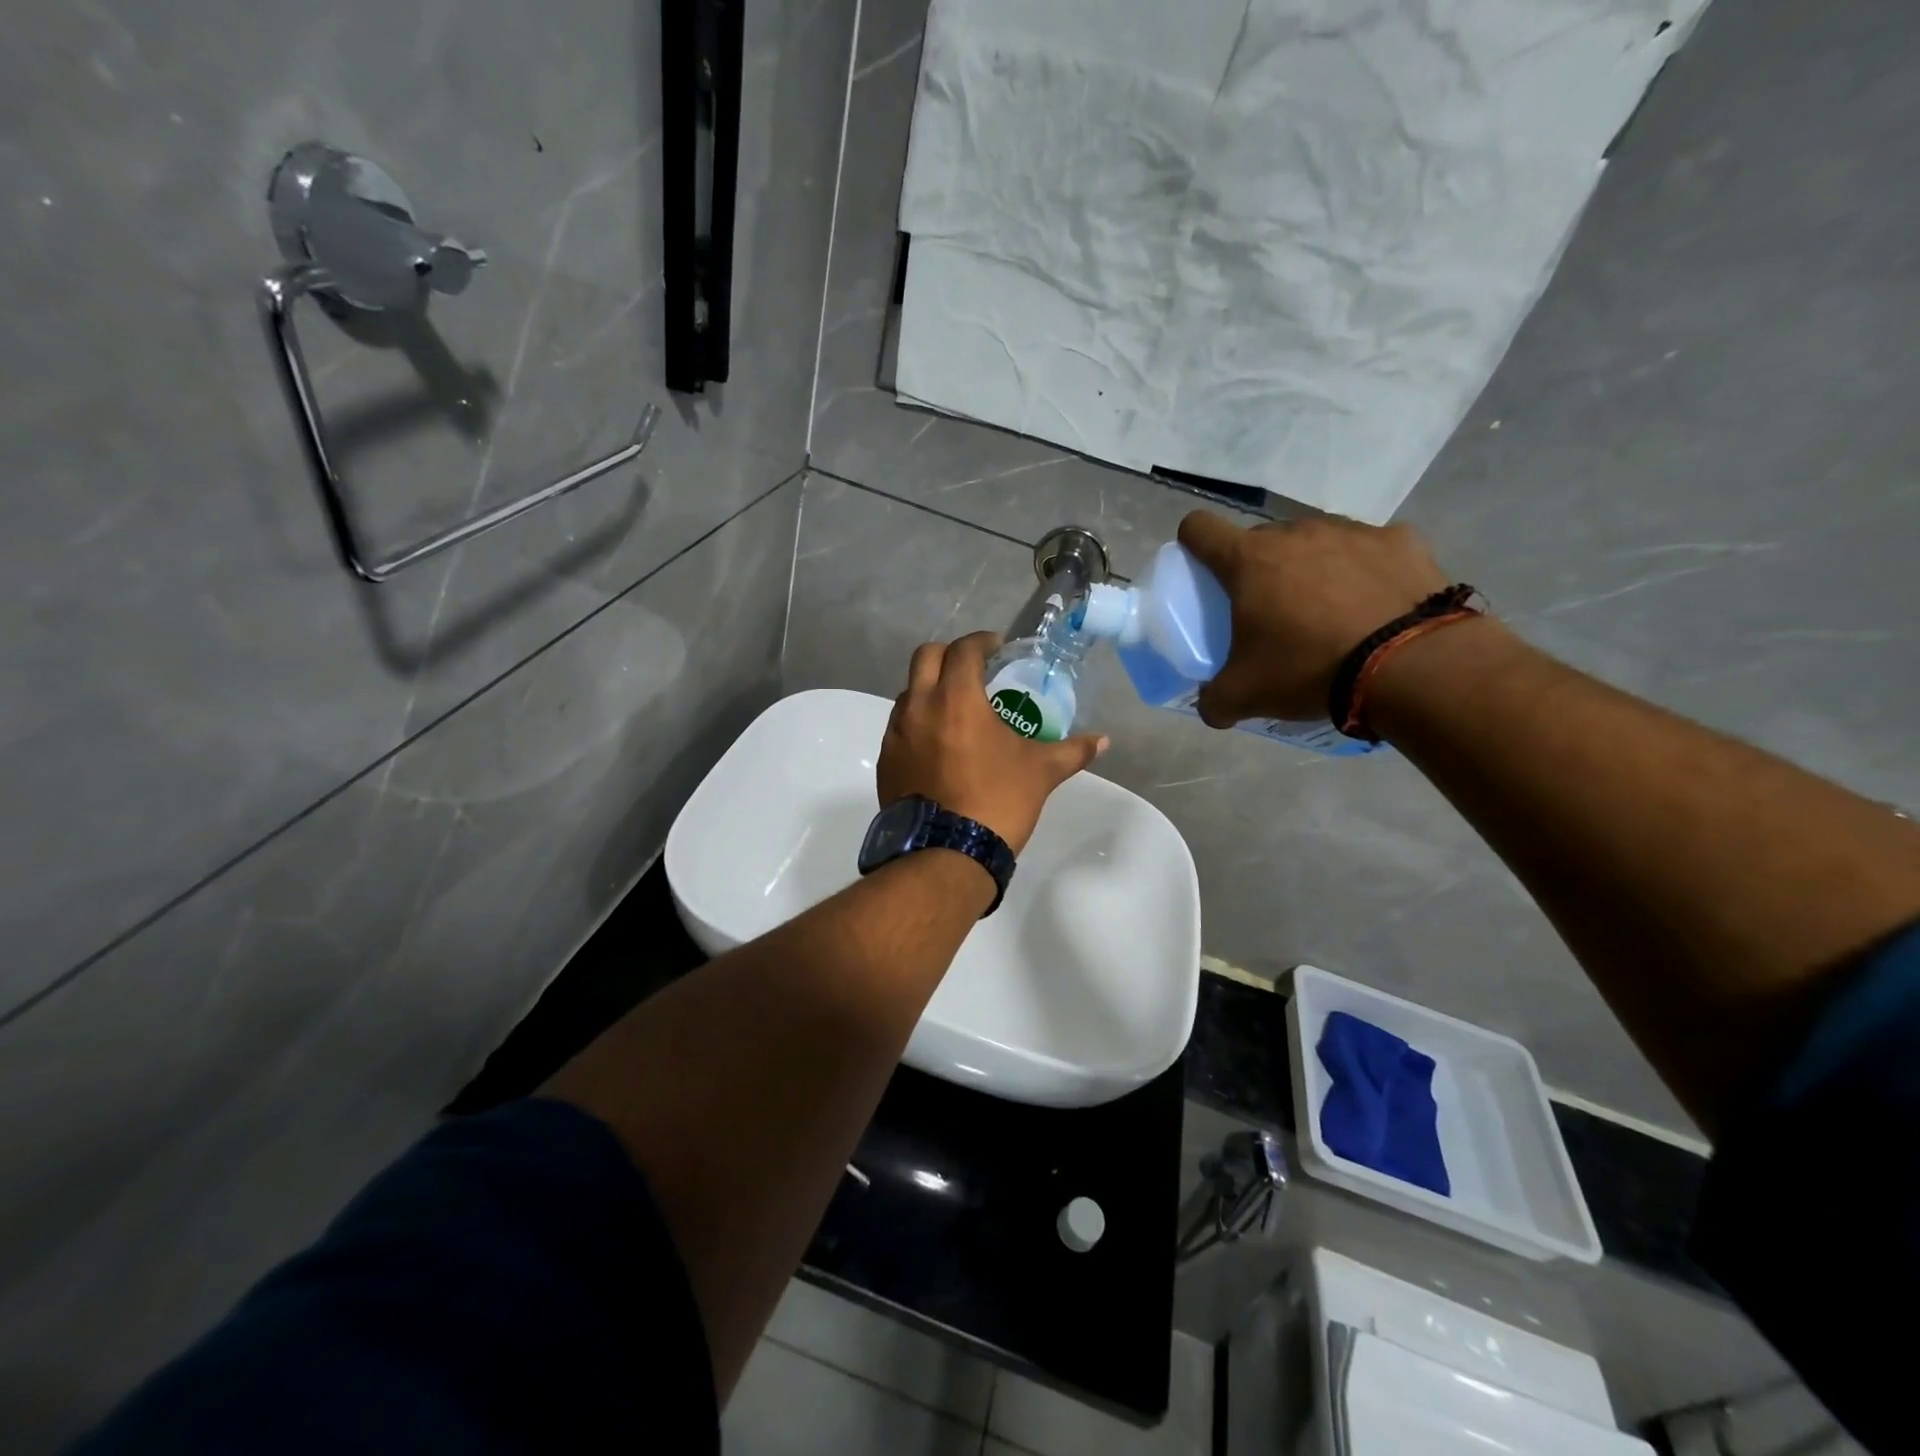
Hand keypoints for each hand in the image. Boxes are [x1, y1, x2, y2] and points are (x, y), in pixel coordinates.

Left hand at [878, 632, 1107, 855]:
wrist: (946, 854)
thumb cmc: (997, 801)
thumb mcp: (1041, 772)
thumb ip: (1072, 751)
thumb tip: (1103, 741)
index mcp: (956, 698)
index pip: (963, 649)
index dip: (982, 641)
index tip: (998, 648)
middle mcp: (918, 706)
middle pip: (925, 657)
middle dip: (950, 655)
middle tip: (974, 671)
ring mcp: (896, 734)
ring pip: (908, 692)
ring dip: (931, 688)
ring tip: (957, 709)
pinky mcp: (886, 760)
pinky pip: (899, 726)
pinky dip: (918, 722)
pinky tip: (939, 745)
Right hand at [1177, 511, 1451, 724]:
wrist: (1412, 666)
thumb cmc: (1309, 669)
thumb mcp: (1245, 695)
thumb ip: (1214, 700)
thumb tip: (1210, 706)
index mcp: (1249, 561)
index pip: (1200, 528)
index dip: (1192, 544)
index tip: (1201, 571)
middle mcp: (1296, 533)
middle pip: (1261, 540)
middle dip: (1258, 569)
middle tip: (1269, 611)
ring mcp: (1352, 531)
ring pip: (1315, 541)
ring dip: (1310, 567)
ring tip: (1329, 611)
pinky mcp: (1402, 541)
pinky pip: (1370, 549)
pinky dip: (1365, 571)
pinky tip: (1376, 604)